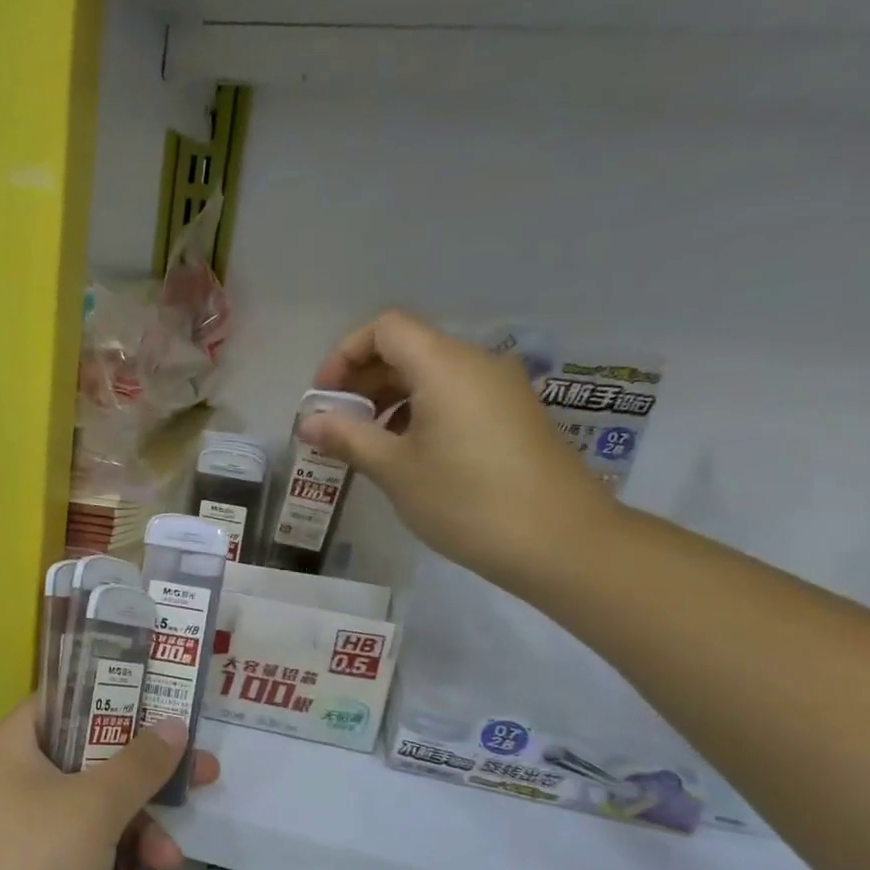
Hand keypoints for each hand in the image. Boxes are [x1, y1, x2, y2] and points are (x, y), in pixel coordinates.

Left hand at [0, 697, 218, 869]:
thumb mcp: (95, 809)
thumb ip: (139, 764)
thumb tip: (173, 725)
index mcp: (8, 749)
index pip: (62, 703)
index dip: (113, 700)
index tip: (161, 709)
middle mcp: (5, 785)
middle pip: (86, 764)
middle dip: (142, 786)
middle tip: (199, 782)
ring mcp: (12, 837)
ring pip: (88, 818)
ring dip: (136, 837)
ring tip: (170, 864)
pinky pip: (76, 860)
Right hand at [303, 310, 615, 588]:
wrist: (559, 541)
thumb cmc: (466, 501)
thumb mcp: (395, 470)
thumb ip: (348, 438)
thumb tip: (309, 422)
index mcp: (445, 366)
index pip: (385, 328)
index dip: (345, 354)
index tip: (325, 399)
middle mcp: (476, 363)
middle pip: (407, 348)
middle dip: (363, 380)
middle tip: (336, 425)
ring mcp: (500, 389)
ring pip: (431, 374)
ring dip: (389, 399)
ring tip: (366, 444)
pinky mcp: (513, 415)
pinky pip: (455, 396)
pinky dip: (420, 412)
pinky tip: (407, 454)